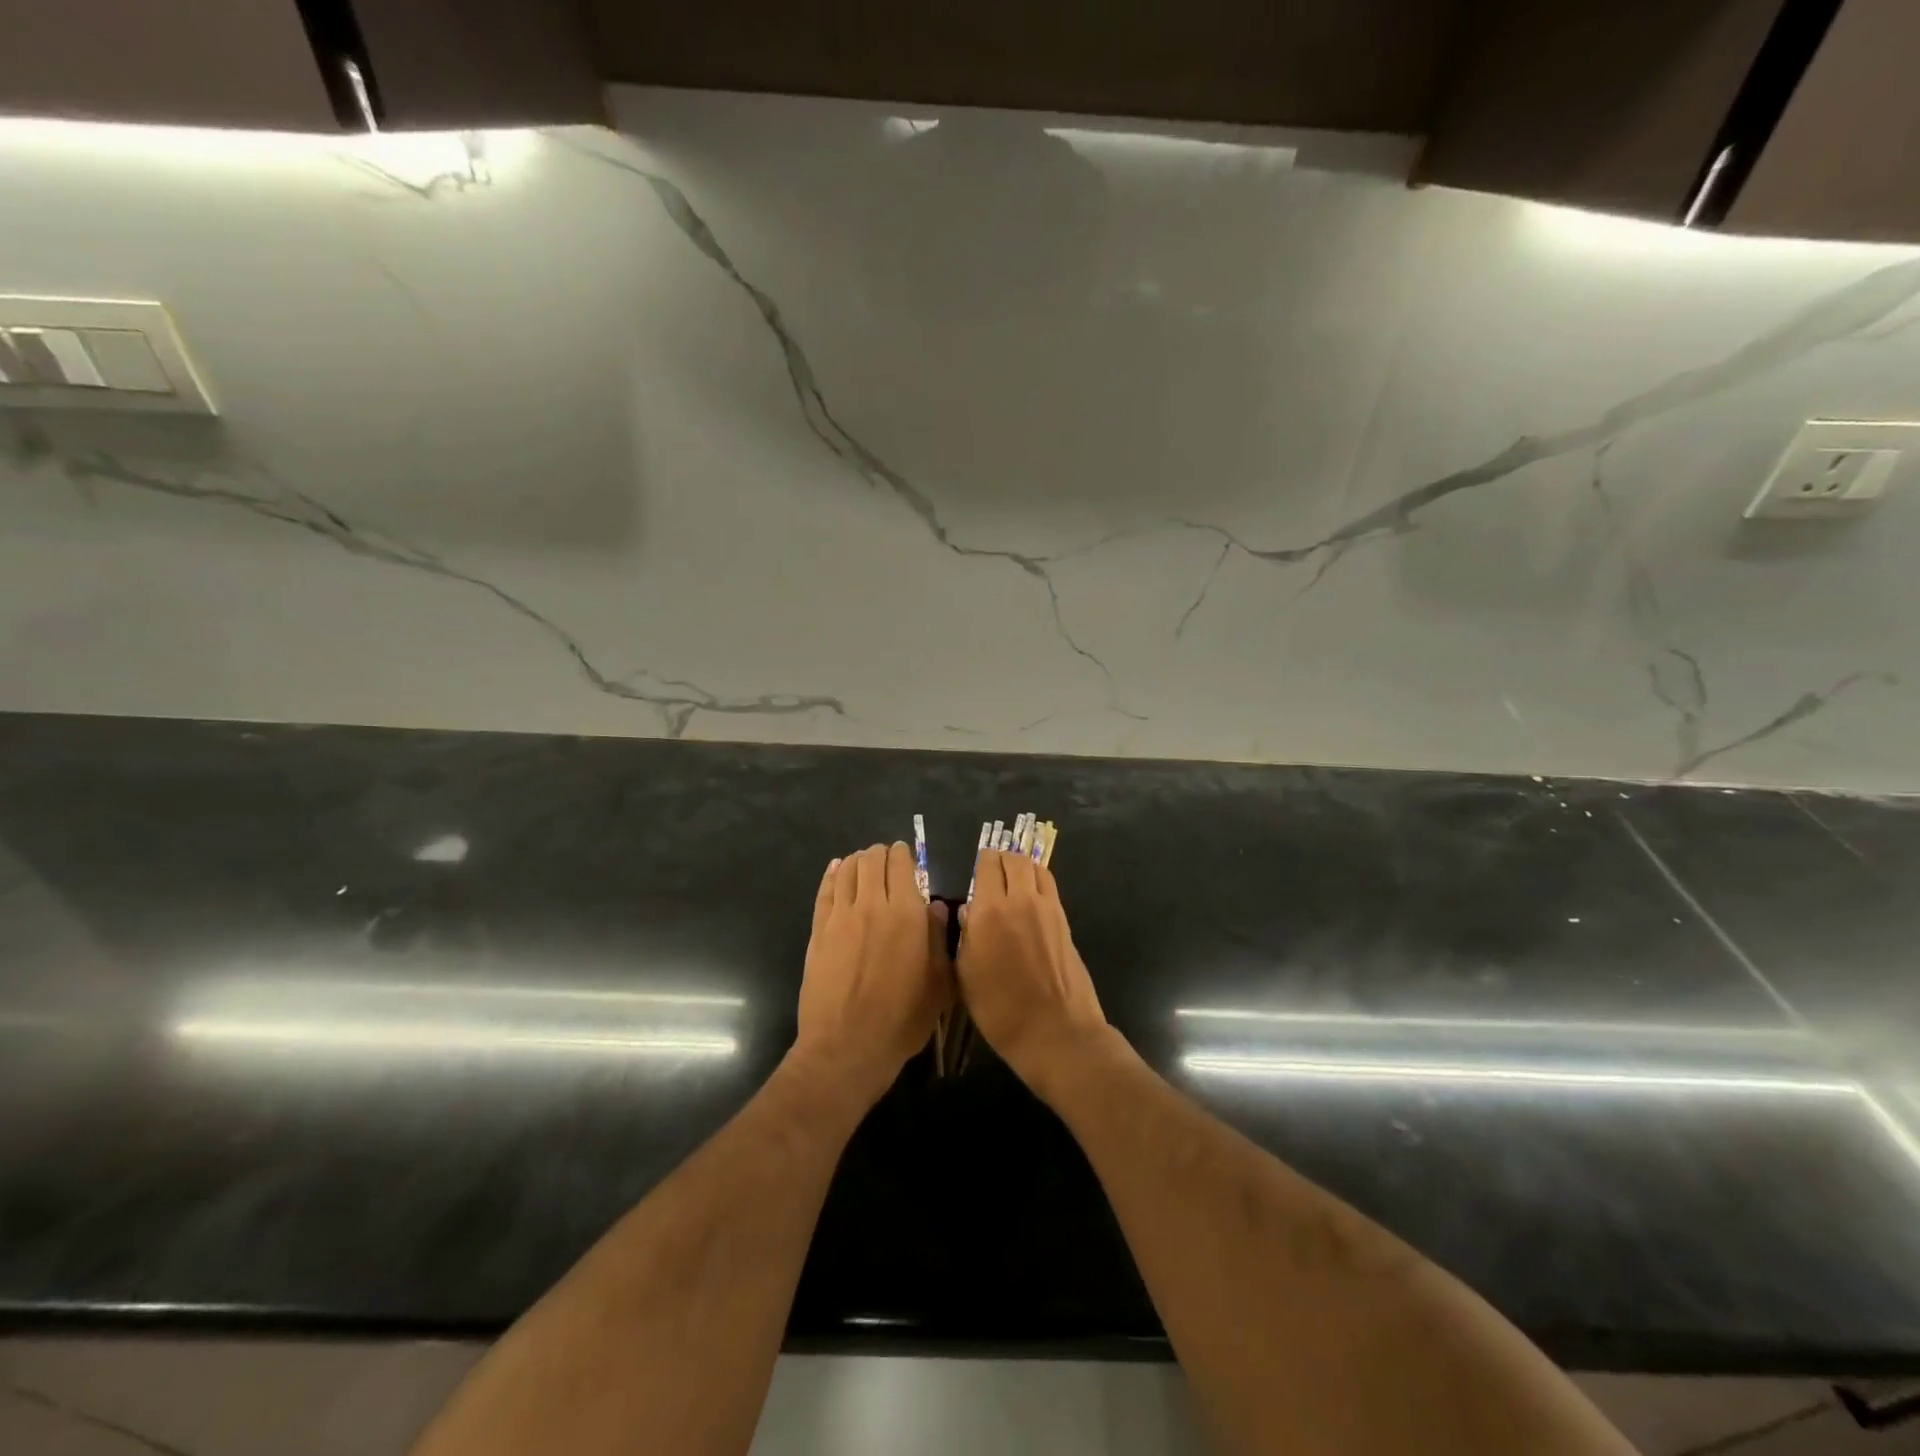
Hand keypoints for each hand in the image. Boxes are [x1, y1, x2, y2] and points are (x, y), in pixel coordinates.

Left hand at [794, 842, 950, 1106]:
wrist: (847, 1046)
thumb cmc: (902, 1019)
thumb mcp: (938, 984)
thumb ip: (938, 939)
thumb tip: (935, 906)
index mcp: (907, 914)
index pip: (903, 866)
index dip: (904, 855)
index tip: (906, 854)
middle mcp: (873, 905)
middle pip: (873, 861)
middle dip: (881, 854)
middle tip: (886, 858)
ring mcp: (841, 916)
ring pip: (848, 870)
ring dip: (858, 861)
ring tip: (864, 863)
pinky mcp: (818, 930)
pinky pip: (826, 890)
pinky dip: (833, 874)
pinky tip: (837, 870)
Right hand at [956, 849, 1110, 1092]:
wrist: (1056, 1031)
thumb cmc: (1000, 1010)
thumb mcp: (966, 976)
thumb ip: (965, 936)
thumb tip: (968, 910)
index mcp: (989, 911)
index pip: (986, 865)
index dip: (980, 861)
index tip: (975, 867)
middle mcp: (1020, 899)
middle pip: (1013, 859)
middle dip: (1001, 858)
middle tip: (992, 868)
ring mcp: (1047, 908)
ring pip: (1035, 867)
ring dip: (1022, 866)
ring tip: (1012, 877)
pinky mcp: (1064, 920)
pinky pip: (1049, 885)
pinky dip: (1038, 880)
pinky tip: (1030, 895)